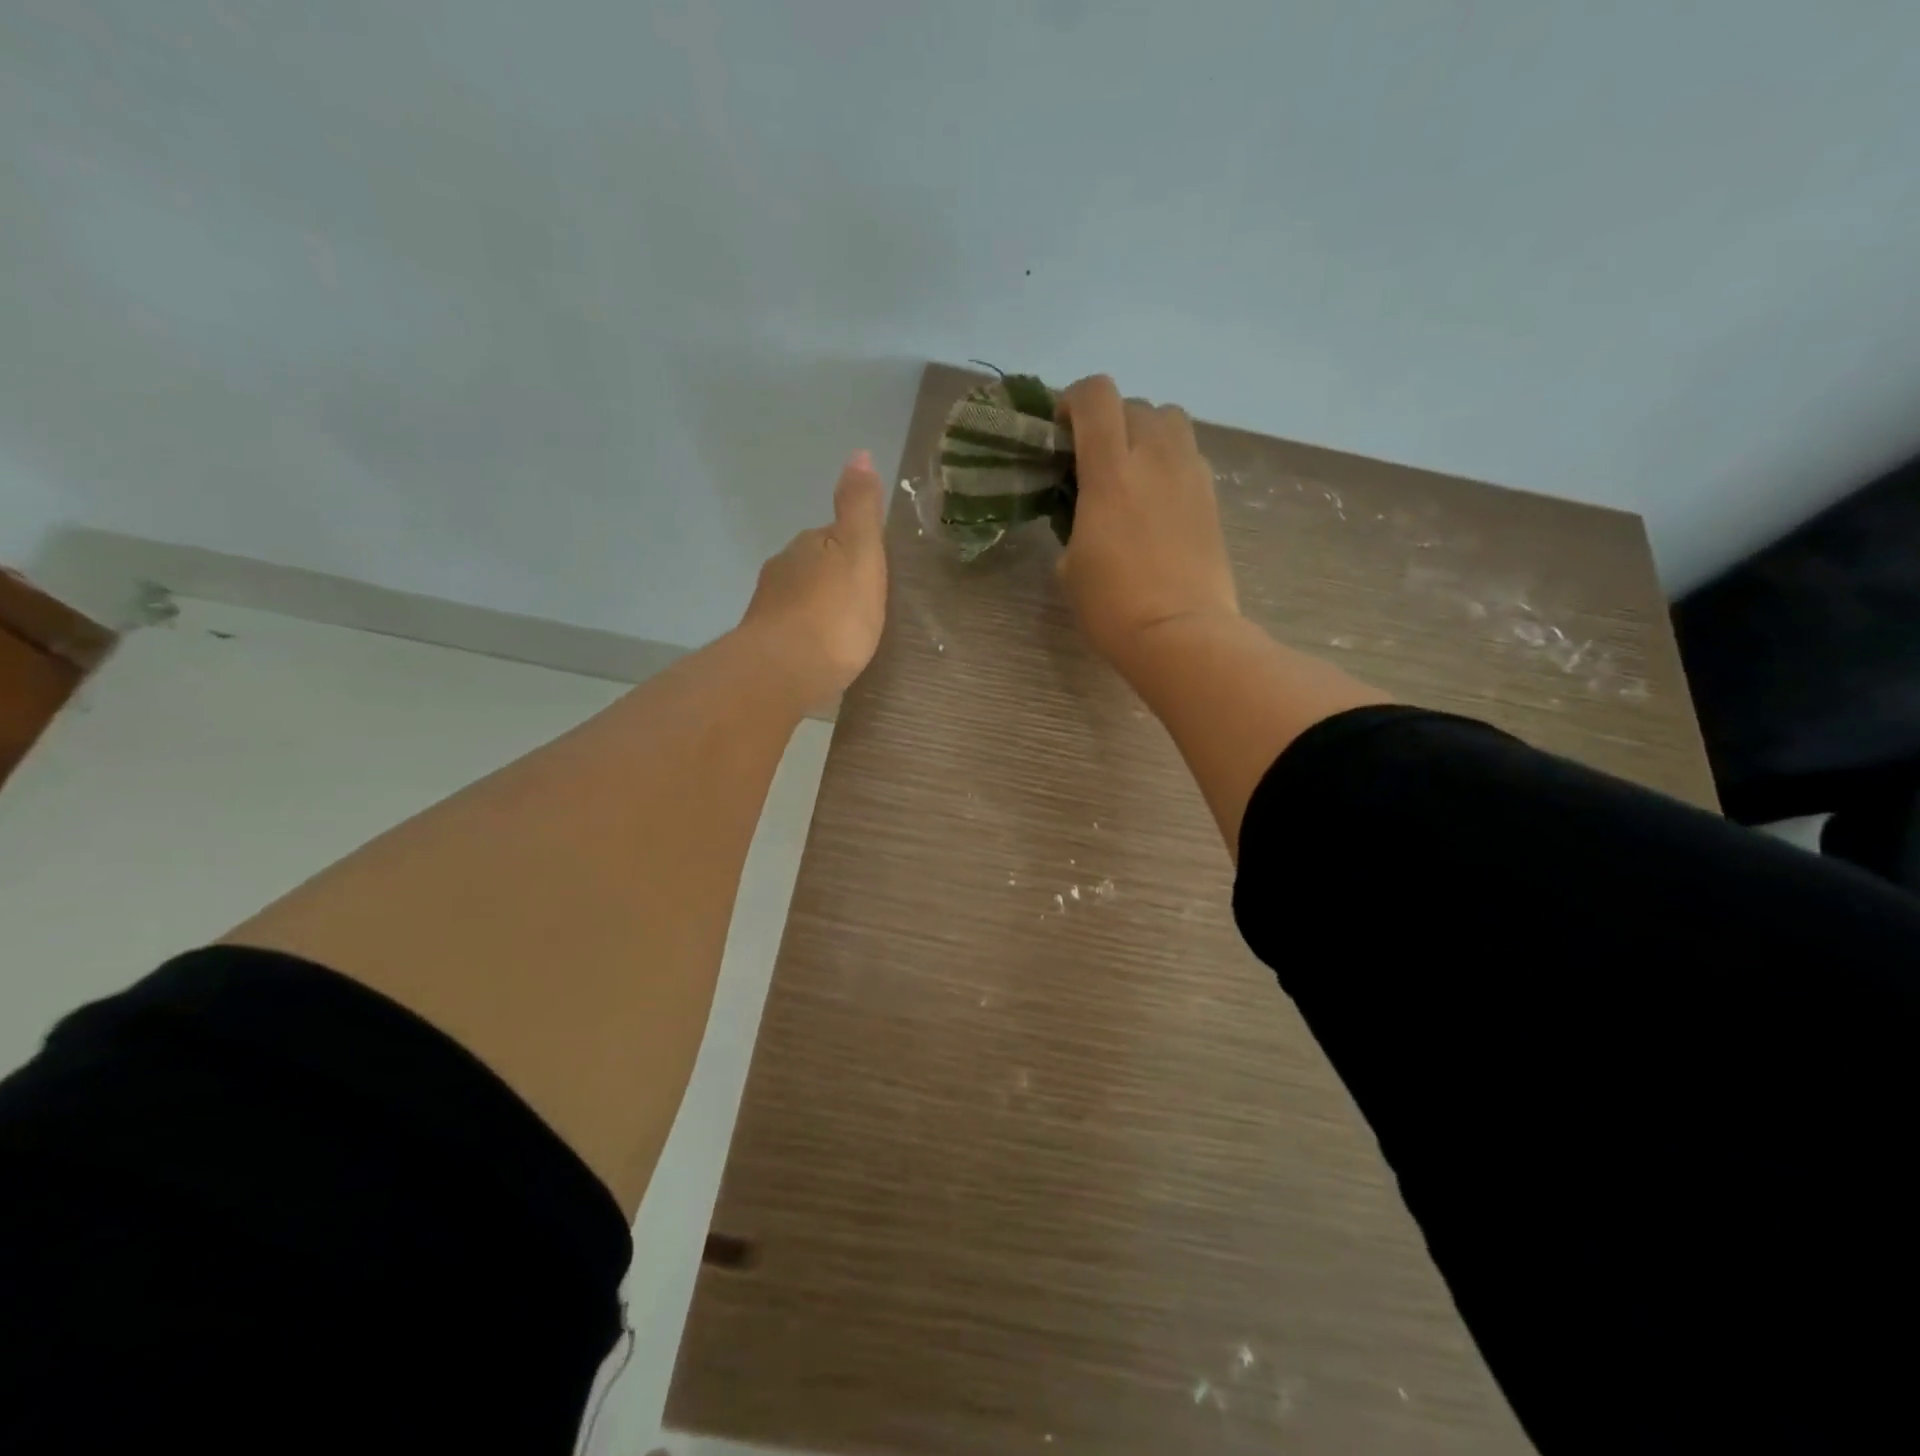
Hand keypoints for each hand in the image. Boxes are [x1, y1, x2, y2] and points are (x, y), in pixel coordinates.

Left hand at [739, 450, 888, 708]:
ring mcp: (768, 606)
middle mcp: (782, 568)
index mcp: (809, 544)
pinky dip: (805, 635)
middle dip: (835, 581)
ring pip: (800, 598)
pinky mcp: (763, 643)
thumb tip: (859, 453)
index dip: (857, 551)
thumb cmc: (835, 613)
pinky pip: (791, 630)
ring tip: (843, 633)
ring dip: (818, 608)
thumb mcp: (861, 553)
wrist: (786, 671)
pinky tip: (819, 653)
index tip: (876, 574)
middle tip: (864, 606)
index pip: (835, 536)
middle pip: (815, 566)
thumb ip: (860, 507)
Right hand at [1056, 375, 1238, 670]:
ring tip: (1132, 470)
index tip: (1061, 430)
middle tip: (1095, 458)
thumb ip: (1074, 521)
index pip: (1096, 396)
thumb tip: (1087, 511)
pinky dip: (1170, 461)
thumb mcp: (1070, 564)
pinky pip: (1189, 455)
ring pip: (1171, 420)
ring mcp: (1191, 475)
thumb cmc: (1112, 606)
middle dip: (1109, 420)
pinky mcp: (1212, 497)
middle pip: (1135, 403)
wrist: (1180, 634)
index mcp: (1110, 472)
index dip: (1073, 399)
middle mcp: (1155, 458)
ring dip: (1146, 432)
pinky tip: (1158, 499)